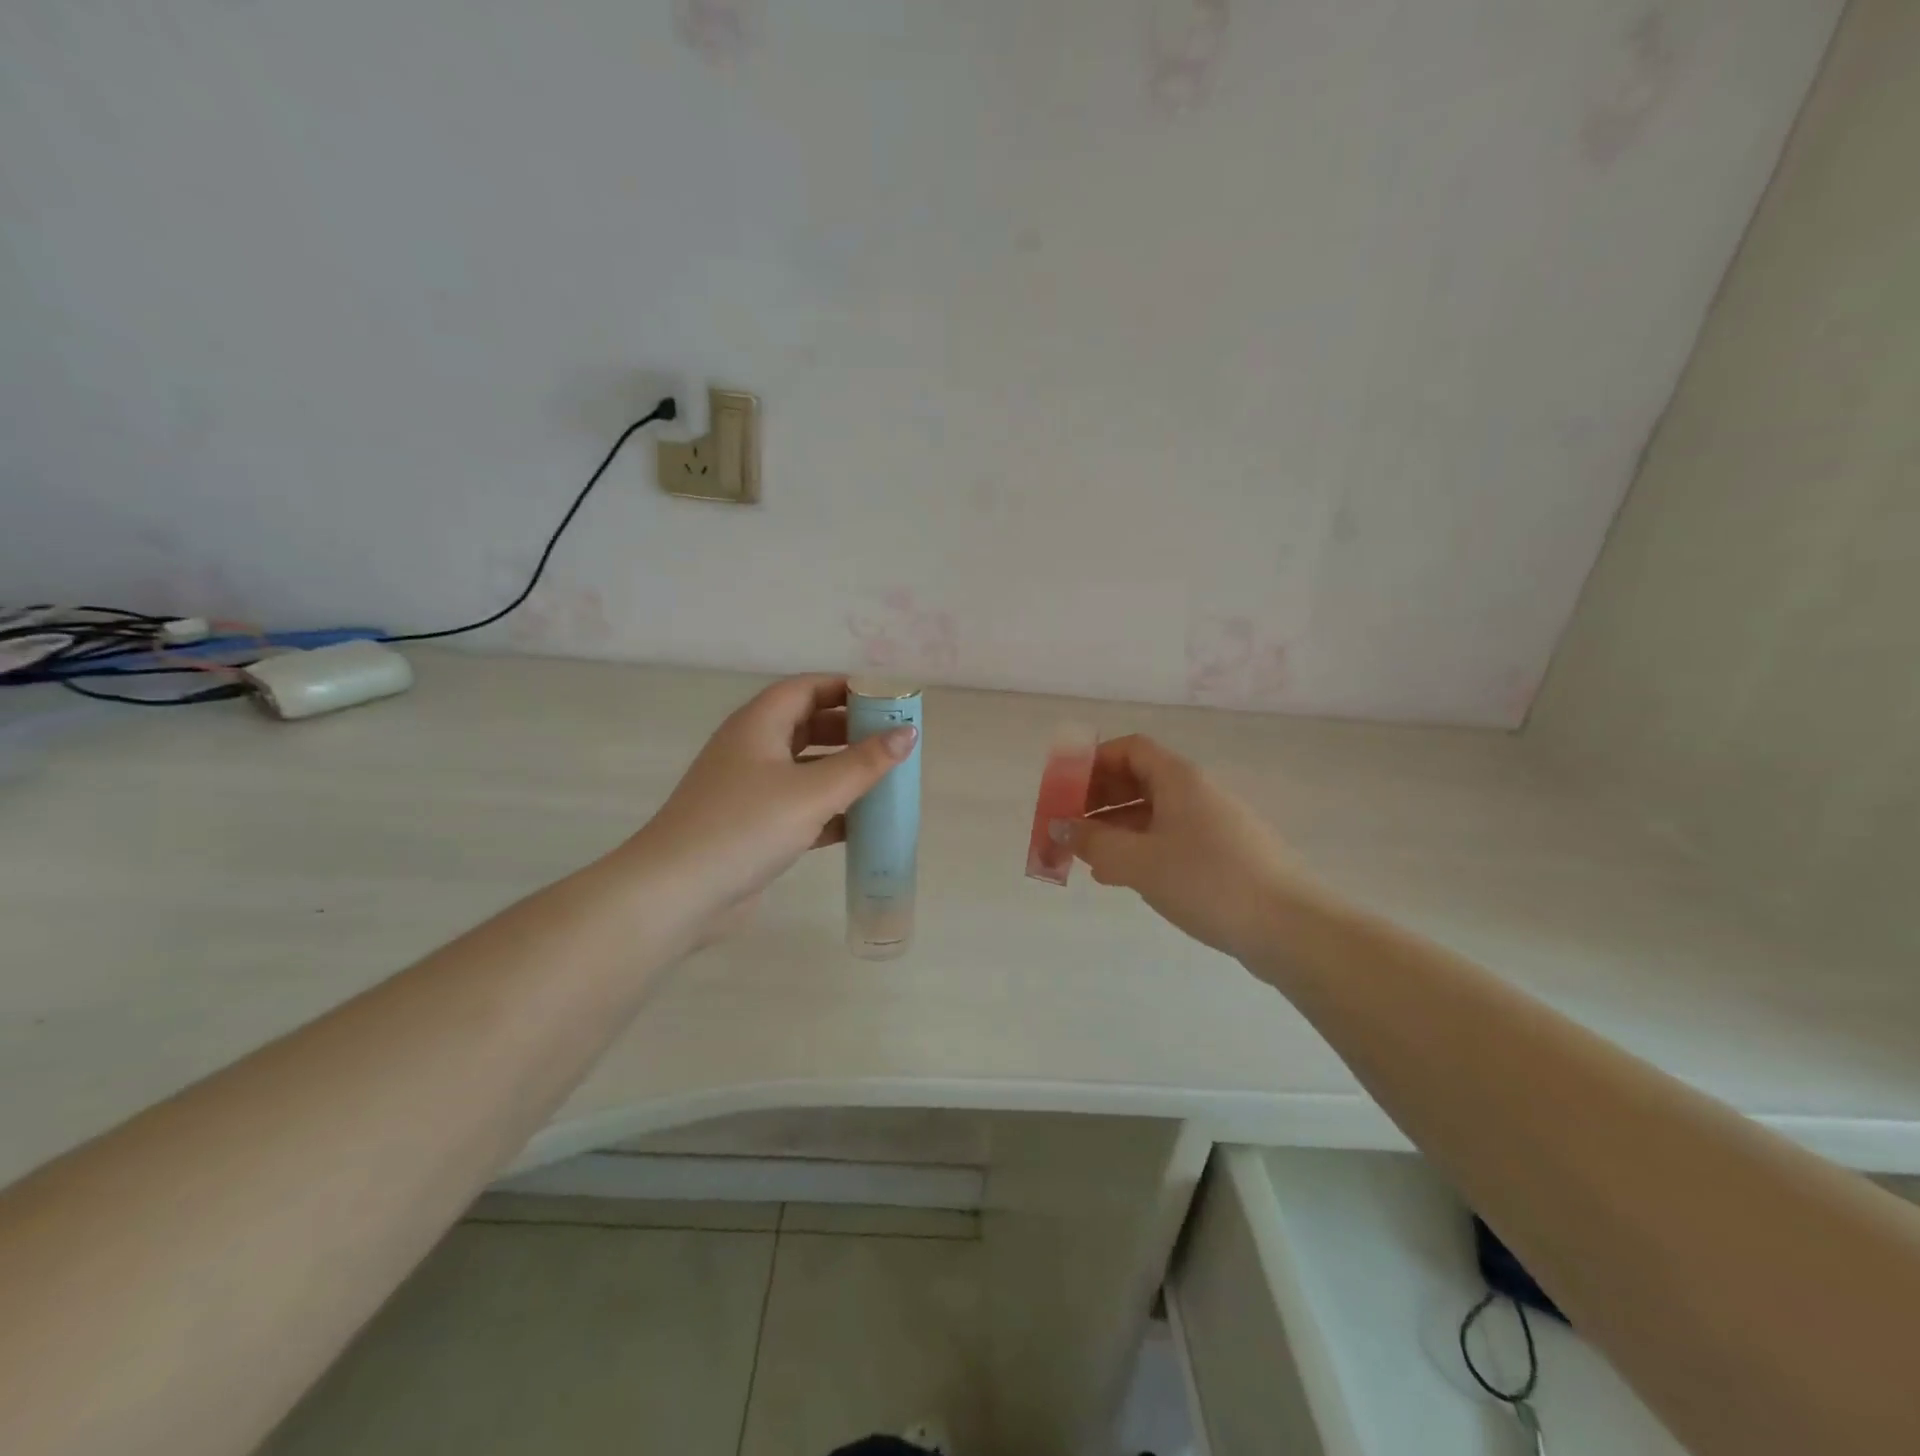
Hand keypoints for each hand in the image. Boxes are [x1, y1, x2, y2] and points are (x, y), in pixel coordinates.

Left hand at [628, 675, 916, 943]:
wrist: (677, 894)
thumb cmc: (745, 827)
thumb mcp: (812, 792)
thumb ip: (864, 763)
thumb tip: (908, 733)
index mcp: (758, 725)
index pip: (806, 688)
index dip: (846, 688)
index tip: (887, 700)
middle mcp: (752, 749)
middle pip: (807, 726)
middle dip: (850, 731)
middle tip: (892, 742)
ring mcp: (750, 790)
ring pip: (805, 768)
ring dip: (842, 772)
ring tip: (886, 780)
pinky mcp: (753, 826)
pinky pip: (800, 806)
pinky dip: (829, 809)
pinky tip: (861, 824)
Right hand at [1063, 735, 1305, 963]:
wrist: (1290, 928)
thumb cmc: (1208, 882)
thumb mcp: (1139, 861)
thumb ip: (1093, 841)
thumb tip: (1059, 828)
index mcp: (1179, 779)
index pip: (1130, 749)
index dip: (1093, 761)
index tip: (1064, 788)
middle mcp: (1196, 793)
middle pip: (1138, 780)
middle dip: (1097, 799)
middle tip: (1067, 826)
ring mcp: (1211, 825)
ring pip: (1151, 814)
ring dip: (1114, 828)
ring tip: (1085, 857)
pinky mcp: (1221, 856)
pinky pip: (1168, 840)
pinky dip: (1138, 850)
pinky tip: (1119, 877)